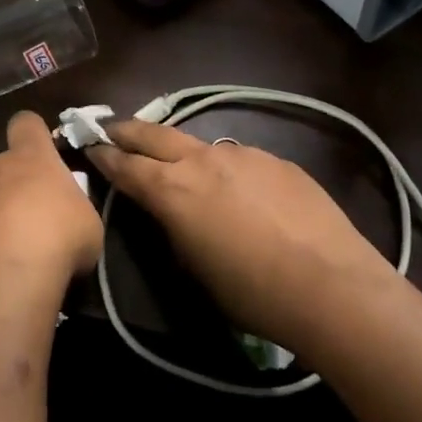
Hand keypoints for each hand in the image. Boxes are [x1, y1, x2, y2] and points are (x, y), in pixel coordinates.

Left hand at [0, 112, 102, 286]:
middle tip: (27, 224)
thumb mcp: (87, 225)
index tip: (41, 153)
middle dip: (8, 189)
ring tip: (2, 257)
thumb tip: (67, 220)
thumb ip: (73, 212)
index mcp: (29, 157)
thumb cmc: (57, 239)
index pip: (26, 123)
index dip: (33, 134)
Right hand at [87, 120, 395, 351]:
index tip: (90, 145)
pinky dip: (227, 169)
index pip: (126, 164)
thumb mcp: (194, 268)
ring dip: (182, 152)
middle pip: (154, 134)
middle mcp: (204, 161)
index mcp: (173, 190)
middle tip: (111, 128)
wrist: (331, 286)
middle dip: (128, 130)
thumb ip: (174, 228)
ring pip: (200, 145)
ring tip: (182, 165)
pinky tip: (243, 193)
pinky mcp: (277, 160)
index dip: (104, 154)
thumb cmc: (252, 293)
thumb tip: (170, 211)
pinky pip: (240, 159)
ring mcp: (244, 154)